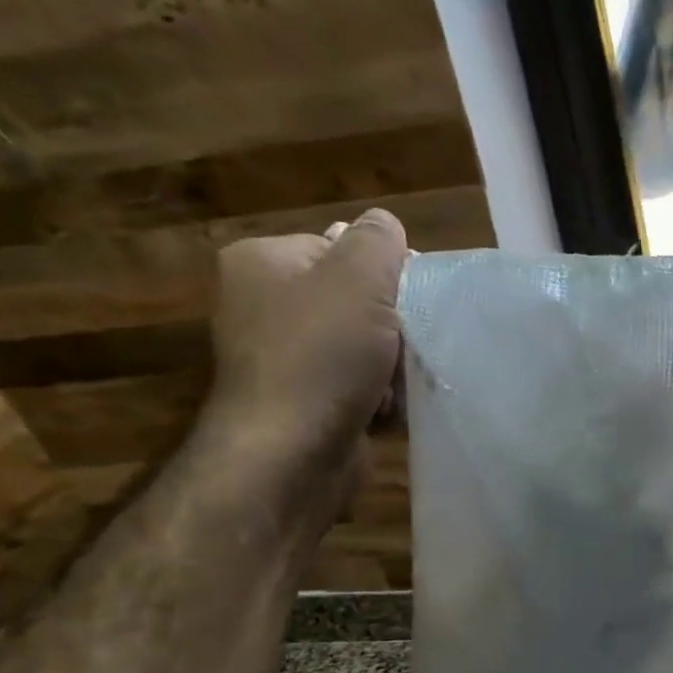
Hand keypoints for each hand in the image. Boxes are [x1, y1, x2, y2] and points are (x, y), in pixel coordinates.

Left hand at [201, 209, 407, 513]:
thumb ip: (378, 242)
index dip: (382, 273)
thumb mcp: (359, 280)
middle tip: (403, 346)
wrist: (293, 450)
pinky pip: (354, 386)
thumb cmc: (322, 355)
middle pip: (353, 301)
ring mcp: (280, 358)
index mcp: (262, 263)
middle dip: (390, 327)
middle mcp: (262, 305)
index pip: (338, 248)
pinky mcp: (302, 402)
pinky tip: (383, 410)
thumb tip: (385, 222)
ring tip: (393, 385)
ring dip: (389, 367)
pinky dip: (376, 397)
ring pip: (360, 348)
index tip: (410, 301)